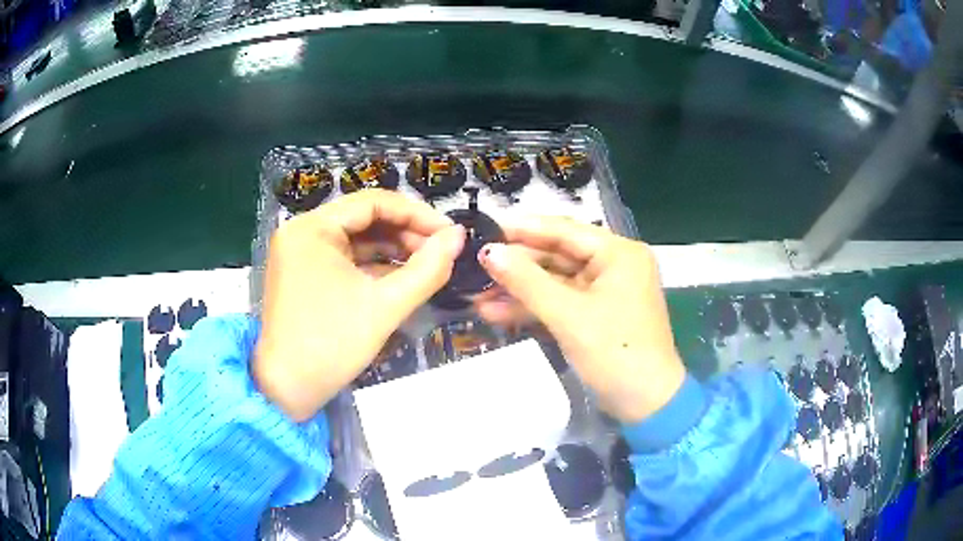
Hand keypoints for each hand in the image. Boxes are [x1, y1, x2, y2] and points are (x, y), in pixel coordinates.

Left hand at [255, 190, 464, 421]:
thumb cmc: (331, 345)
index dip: (417, 214)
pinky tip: (401, 278)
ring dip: (392, 250)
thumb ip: (427, 269)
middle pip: (364, 219)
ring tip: (428, 266)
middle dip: (406, 234)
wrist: (286, 391)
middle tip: (442, 253)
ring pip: (356, 239)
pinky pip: (344, 259)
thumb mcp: (384, 306)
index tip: (450, 234)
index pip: (373, 202)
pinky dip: (373, 266)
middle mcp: (301, 231)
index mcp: (312, 228)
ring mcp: (299, 253)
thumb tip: (459, 237)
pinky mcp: (303, 274)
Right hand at [477, 217, 684, 422]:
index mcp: (618, 253)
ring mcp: (604, 291)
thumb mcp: (569, 315)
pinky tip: (495, 312)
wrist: (645, 404)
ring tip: (476, 294)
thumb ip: (527, 281)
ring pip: (554, 281)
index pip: (563, 230)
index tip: (484, 228)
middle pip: (557, 255)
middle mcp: (613, 265)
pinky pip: (560, 302)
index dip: (521, 230)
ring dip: (519, 290)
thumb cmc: (615, 353)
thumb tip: (488, 252)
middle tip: (475, 266)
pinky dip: (532, 308)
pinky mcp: (595, 315)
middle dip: (516, 266)